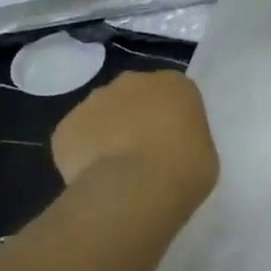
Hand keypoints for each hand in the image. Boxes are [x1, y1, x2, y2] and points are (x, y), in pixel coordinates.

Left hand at [52, 71, 218, 215]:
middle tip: (144, 154)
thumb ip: (186, 140)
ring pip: (102, 114)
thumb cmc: (183, 170)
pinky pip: (77, 139)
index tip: (172, 143)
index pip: (174, 94)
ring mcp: (95, 100)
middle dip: (136, 118)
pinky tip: (95, 179)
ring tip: (116, 171)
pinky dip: (83, 155)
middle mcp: (133, 81)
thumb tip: (170, 147)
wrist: (133, 189)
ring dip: (108, 133)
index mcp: (175, 84)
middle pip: (134, 96)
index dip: (171, 119)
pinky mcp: (66, 126)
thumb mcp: (204, 154)